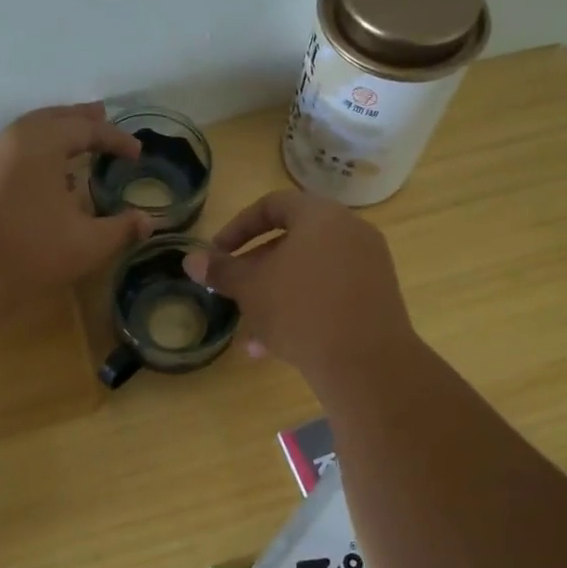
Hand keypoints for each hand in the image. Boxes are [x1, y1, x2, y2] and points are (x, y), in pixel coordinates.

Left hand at [0, 104, 152, 307]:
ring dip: (52, 136)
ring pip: (25, 135)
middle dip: (79, 120)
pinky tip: (40, 181)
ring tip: (72, 149)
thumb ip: (121, 229)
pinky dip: (31, 156)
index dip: (115, 139)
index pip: (85, 130)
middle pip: (50, 119)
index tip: (136, 153)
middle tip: (101, 115)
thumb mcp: (87, 243)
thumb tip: (147, 221)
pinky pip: (8, 155)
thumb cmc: (31, 251)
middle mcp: (10, 140)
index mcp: (41, 142)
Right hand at [182, 189, 415, 382]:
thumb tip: (190, 260)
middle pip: (292, 241)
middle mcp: (350, 232)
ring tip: (250, 333)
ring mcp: (368, 265)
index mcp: (321, 216)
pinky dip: (302, 310)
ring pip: (308, 273)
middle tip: (233, 292)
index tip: (217, 254)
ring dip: (275, 297)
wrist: (365, 362)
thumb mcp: (251, 289)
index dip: (238, 228)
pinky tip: (276, 347)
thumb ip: (221, 270)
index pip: (272, 205)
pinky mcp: (376, 298)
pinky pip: (330, 294)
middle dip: (256, 269)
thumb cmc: (299, 310)